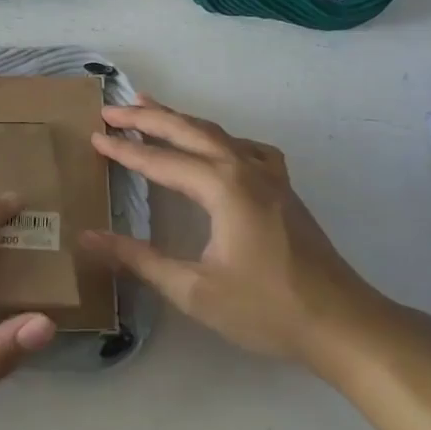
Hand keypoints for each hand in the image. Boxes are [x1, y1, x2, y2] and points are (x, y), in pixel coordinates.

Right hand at [83, 99, 396, 369]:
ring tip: (150, 106)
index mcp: (222, 187)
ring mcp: (269, 175)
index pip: (160, 161)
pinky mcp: (283, 188)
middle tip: (112, 110)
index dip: (124, 150)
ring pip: (216, 133)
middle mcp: (244, 169)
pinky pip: (245, 147)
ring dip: (180, 120)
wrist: (341, 322)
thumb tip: (88, 238)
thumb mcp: (194, 290)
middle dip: (147, 117)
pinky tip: (215, 147)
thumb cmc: (266, 308)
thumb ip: (140, 260)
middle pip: (188, 131)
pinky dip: (218, 138)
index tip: (93, 137)